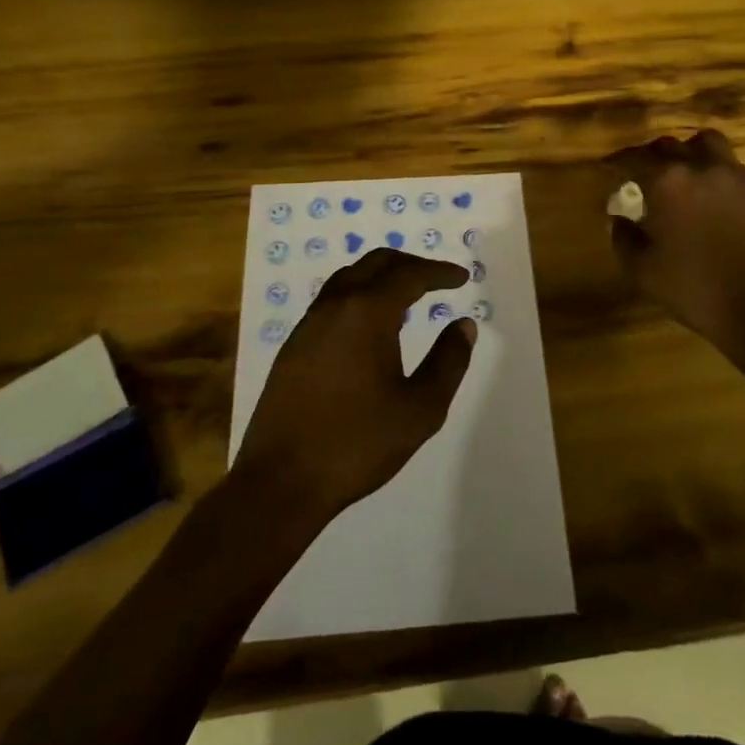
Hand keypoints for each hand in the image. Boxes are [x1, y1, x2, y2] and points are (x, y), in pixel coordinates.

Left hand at [234, 248, 475, 527]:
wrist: (281, 480)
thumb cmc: (357, 443)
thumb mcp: (420, 409)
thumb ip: (448, 362)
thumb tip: (464, 325)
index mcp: (367, 312)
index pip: (409, 275)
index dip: (439, 273)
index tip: (462, 278)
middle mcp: (335, 305)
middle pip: (376, 263)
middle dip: (410, 265)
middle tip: (437, 280)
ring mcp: (309, 324)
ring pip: (349, 277)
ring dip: (381, 276)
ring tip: (406, 298)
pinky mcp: (294, 345)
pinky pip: (332, 300)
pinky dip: (359, 295)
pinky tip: (370, 326)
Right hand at [607, 130, 744, 349]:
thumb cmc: (694, 288)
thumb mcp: (642, 271)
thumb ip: (624, 238)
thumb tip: (619, 219)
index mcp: (668, 182)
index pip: (634, 158)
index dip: (616, 162)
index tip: (607, 168)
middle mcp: (702, 168)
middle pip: (670, 145)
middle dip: (651, 155)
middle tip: (642, 173)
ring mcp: (736, 177)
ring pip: (708, 144)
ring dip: (689, 152)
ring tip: (683, 173)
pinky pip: (732, 167)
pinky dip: (716, 172)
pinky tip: (712, 196)